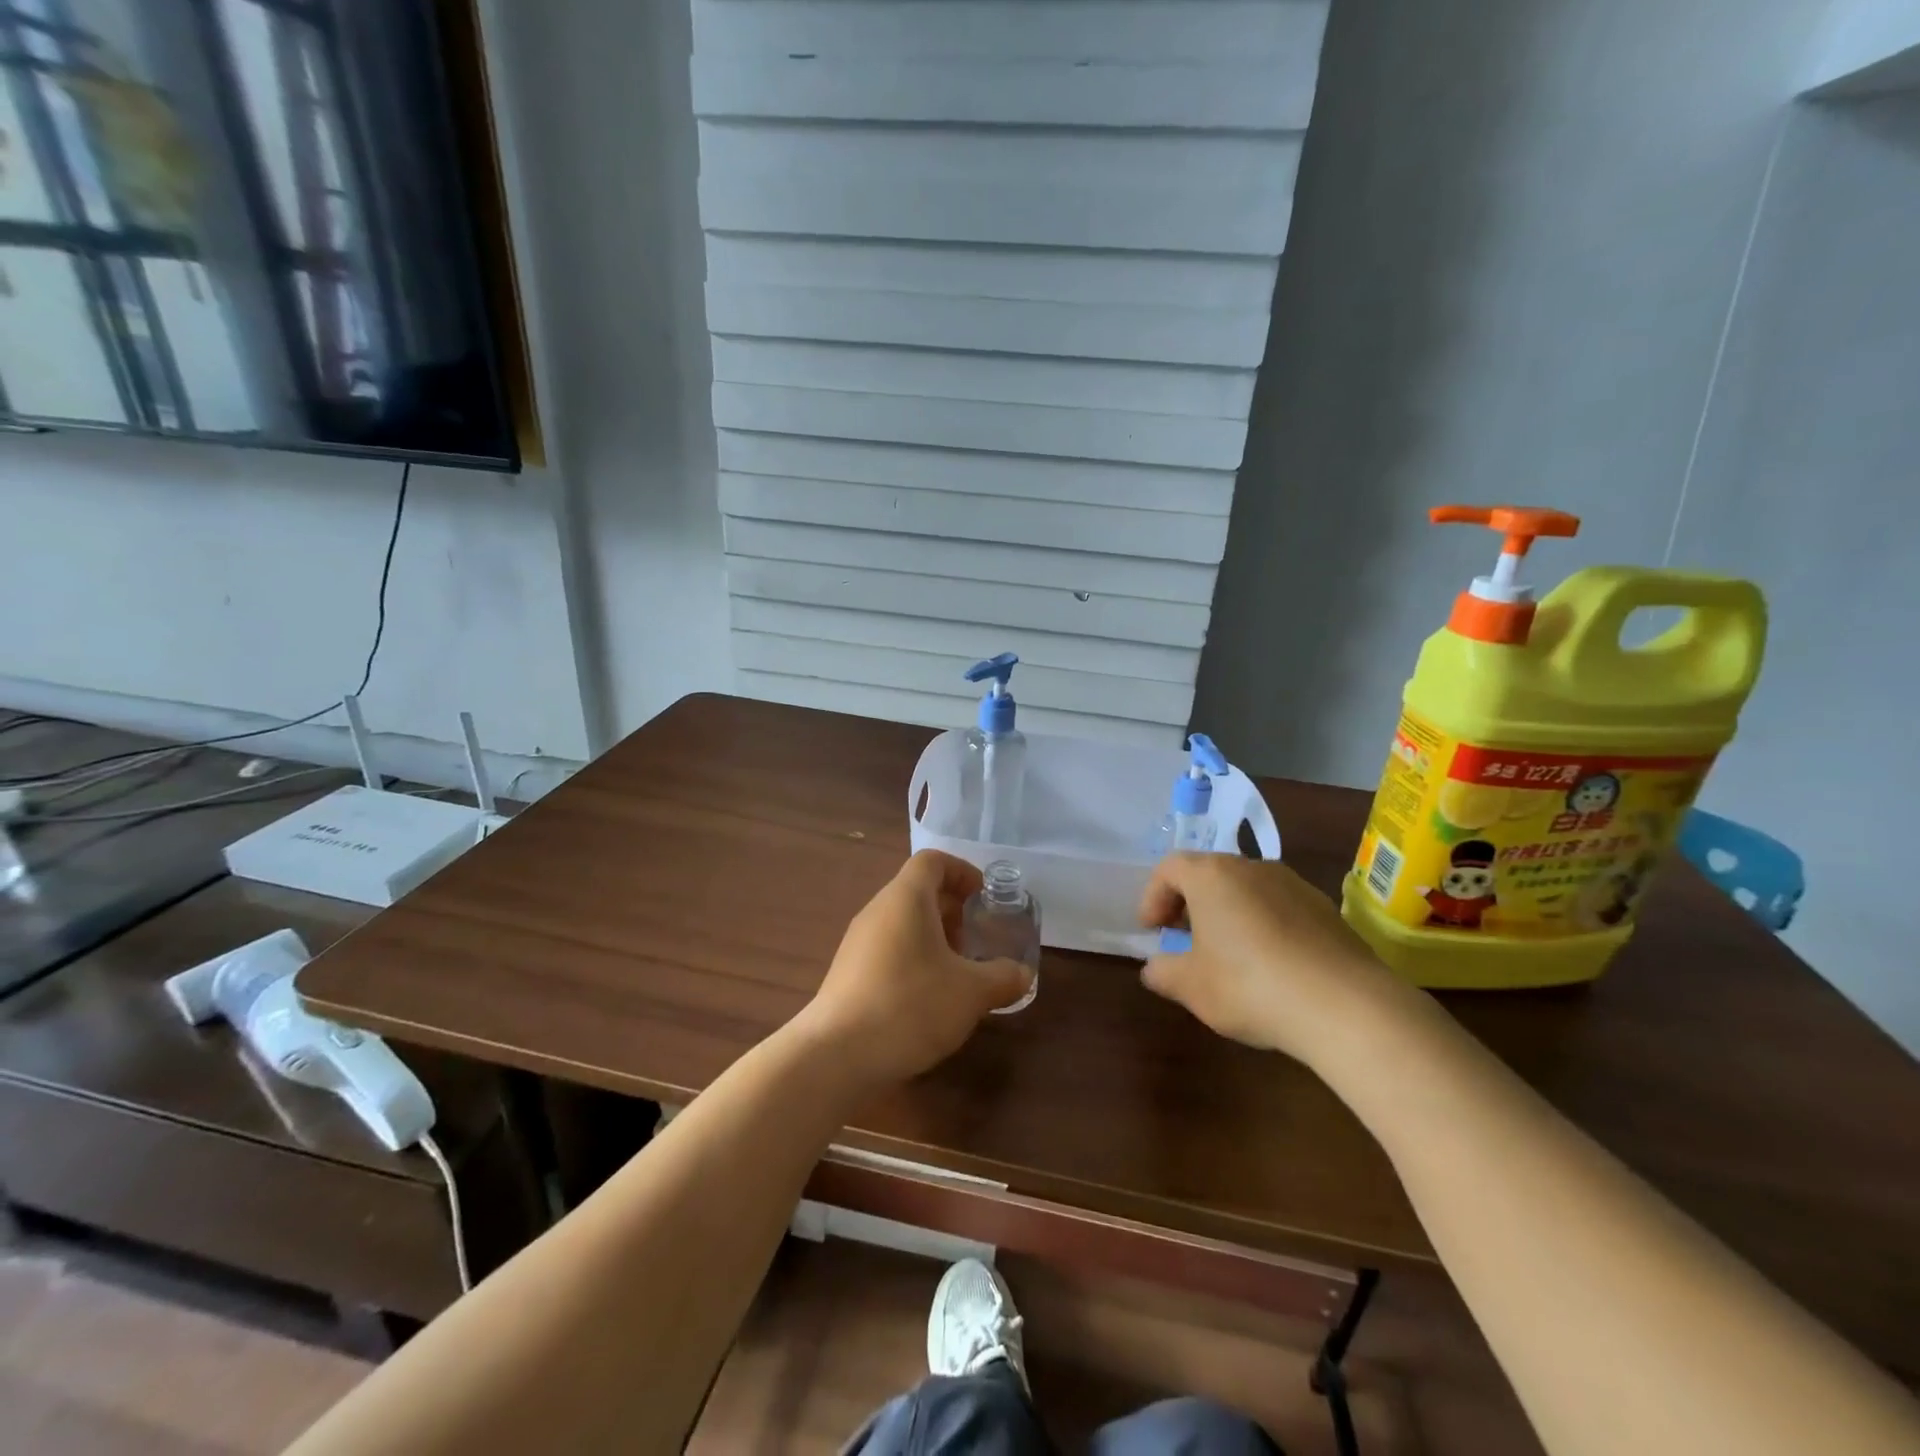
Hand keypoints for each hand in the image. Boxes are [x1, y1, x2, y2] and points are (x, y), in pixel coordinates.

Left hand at [799, 850, 1033, 1084]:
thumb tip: (1022, 974)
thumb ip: (1002, 978)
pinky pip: (888, 949)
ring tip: (957, 973)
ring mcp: (857, 942)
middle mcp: (878, 911)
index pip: (933, 861)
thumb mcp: (971, 993)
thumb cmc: (910, 1005)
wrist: (836, 1055)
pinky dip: (913, 959)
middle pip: (918, 891)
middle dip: (952, 910)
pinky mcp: (848, 973)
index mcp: (905, 899)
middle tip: (977, 941)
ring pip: (903, 923)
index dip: (963, 872)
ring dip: (934, 938)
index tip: (984, 897)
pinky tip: (928, 999)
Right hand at [1136, 855, 1412, 1065]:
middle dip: (1189, 903)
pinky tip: (1269, 966)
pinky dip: (1262, 925)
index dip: (1153, 897)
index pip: (1169, 868)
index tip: (1152, 931)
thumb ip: (1163, 972)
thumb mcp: (1191, 987)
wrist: (1346, 1006)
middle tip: (1183, 938)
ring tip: (1226, 954)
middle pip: (1208, 873)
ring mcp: (1293, 884)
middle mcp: (1252, 867)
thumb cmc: (1250, 986)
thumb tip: (1154, 967)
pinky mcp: (1325, 909)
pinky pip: (1279, 907)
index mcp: (1211, 875)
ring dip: (1227, 913)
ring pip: (1245, 889)